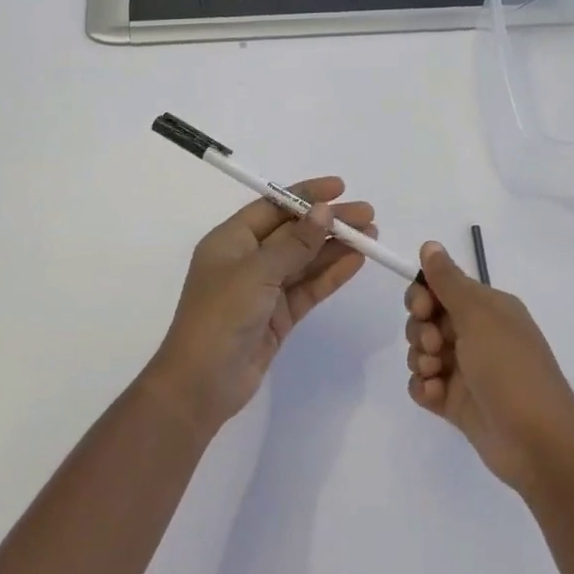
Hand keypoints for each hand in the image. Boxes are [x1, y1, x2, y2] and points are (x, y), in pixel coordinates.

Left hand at [146, 177, 375, 431]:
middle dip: (328, 222)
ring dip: (335, 247)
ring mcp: (264, 289)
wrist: (201, 385)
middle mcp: (247, 260)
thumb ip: (294, 243)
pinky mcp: (278, 316)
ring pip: (305, 260)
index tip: (340, 188)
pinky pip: (309, 287)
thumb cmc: (220, 316)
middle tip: (367, 215)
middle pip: (293, 232)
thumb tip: (324, 211)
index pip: (273, 206)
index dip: (306, 195)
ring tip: (371, 236)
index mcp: (230, 240)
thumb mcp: (257, 272)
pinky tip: (356, 262)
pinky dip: (331, 274)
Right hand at [404, 241, 573, 492]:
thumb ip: (449, 281)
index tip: (421, 308)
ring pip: (422, 351)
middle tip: (434, 345)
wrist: (538, 443)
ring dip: (420, 359)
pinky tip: (436, 396)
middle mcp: (477, 334)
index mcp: (488, 308)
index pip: (442, 287)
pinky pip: (424, 385)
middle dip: (419, 329)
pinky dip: (424, 388)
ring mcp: (466, 370)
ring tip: (437, 374)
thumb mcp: (479, 316)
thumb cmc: (510, 369)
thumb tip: (430, 244)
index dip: (423, 295)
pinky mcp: (457, 402)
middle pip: (426, 318)